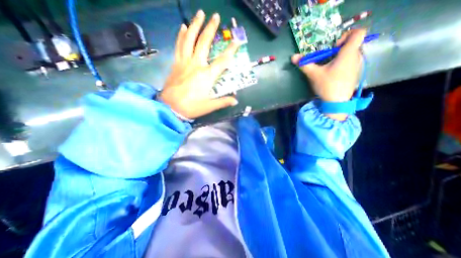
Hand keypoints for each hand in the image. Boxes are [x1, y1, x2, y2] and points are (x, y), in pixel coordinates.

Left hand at [160, 9, 239, 119]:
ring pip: (189, 39)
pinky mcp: (176, 63)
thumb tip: (235, 101)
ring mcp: (184, 62)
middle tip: (215, 16)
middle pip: (204, 43)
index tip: (237, 40)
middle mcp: (196, 65)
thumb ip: (223, 102)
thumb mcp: (210, 106)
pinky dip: (181, 35)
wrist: (171, 107)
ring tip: (199, 14)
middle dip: (211, 28)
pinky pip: (178, 46)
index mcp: (207, 76)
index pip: (222, 60)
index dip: (231, 50)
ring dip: (195, 25)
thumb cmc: (192, 107)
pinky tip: (182, 27)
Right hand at [291, 28, 367, 120]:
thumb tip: (293, 56)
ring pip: (351, 54)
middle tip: (326, 57)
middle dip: (338, 48)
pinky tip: (332, 74)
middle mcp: (357, 57)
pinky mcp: (355, 74)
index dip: (346, 35)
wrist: (337, 102)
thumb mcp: (314, 74)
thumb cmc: (327, 85)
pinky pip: (350, 63)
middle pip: (352, 44)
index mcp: (349, 53)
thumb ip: (304, 64)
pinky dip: (341, 64)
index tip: (333, 46)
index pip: (358, 32)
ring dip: (339, 57)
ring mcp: (357, 66)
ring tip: (328, 67)